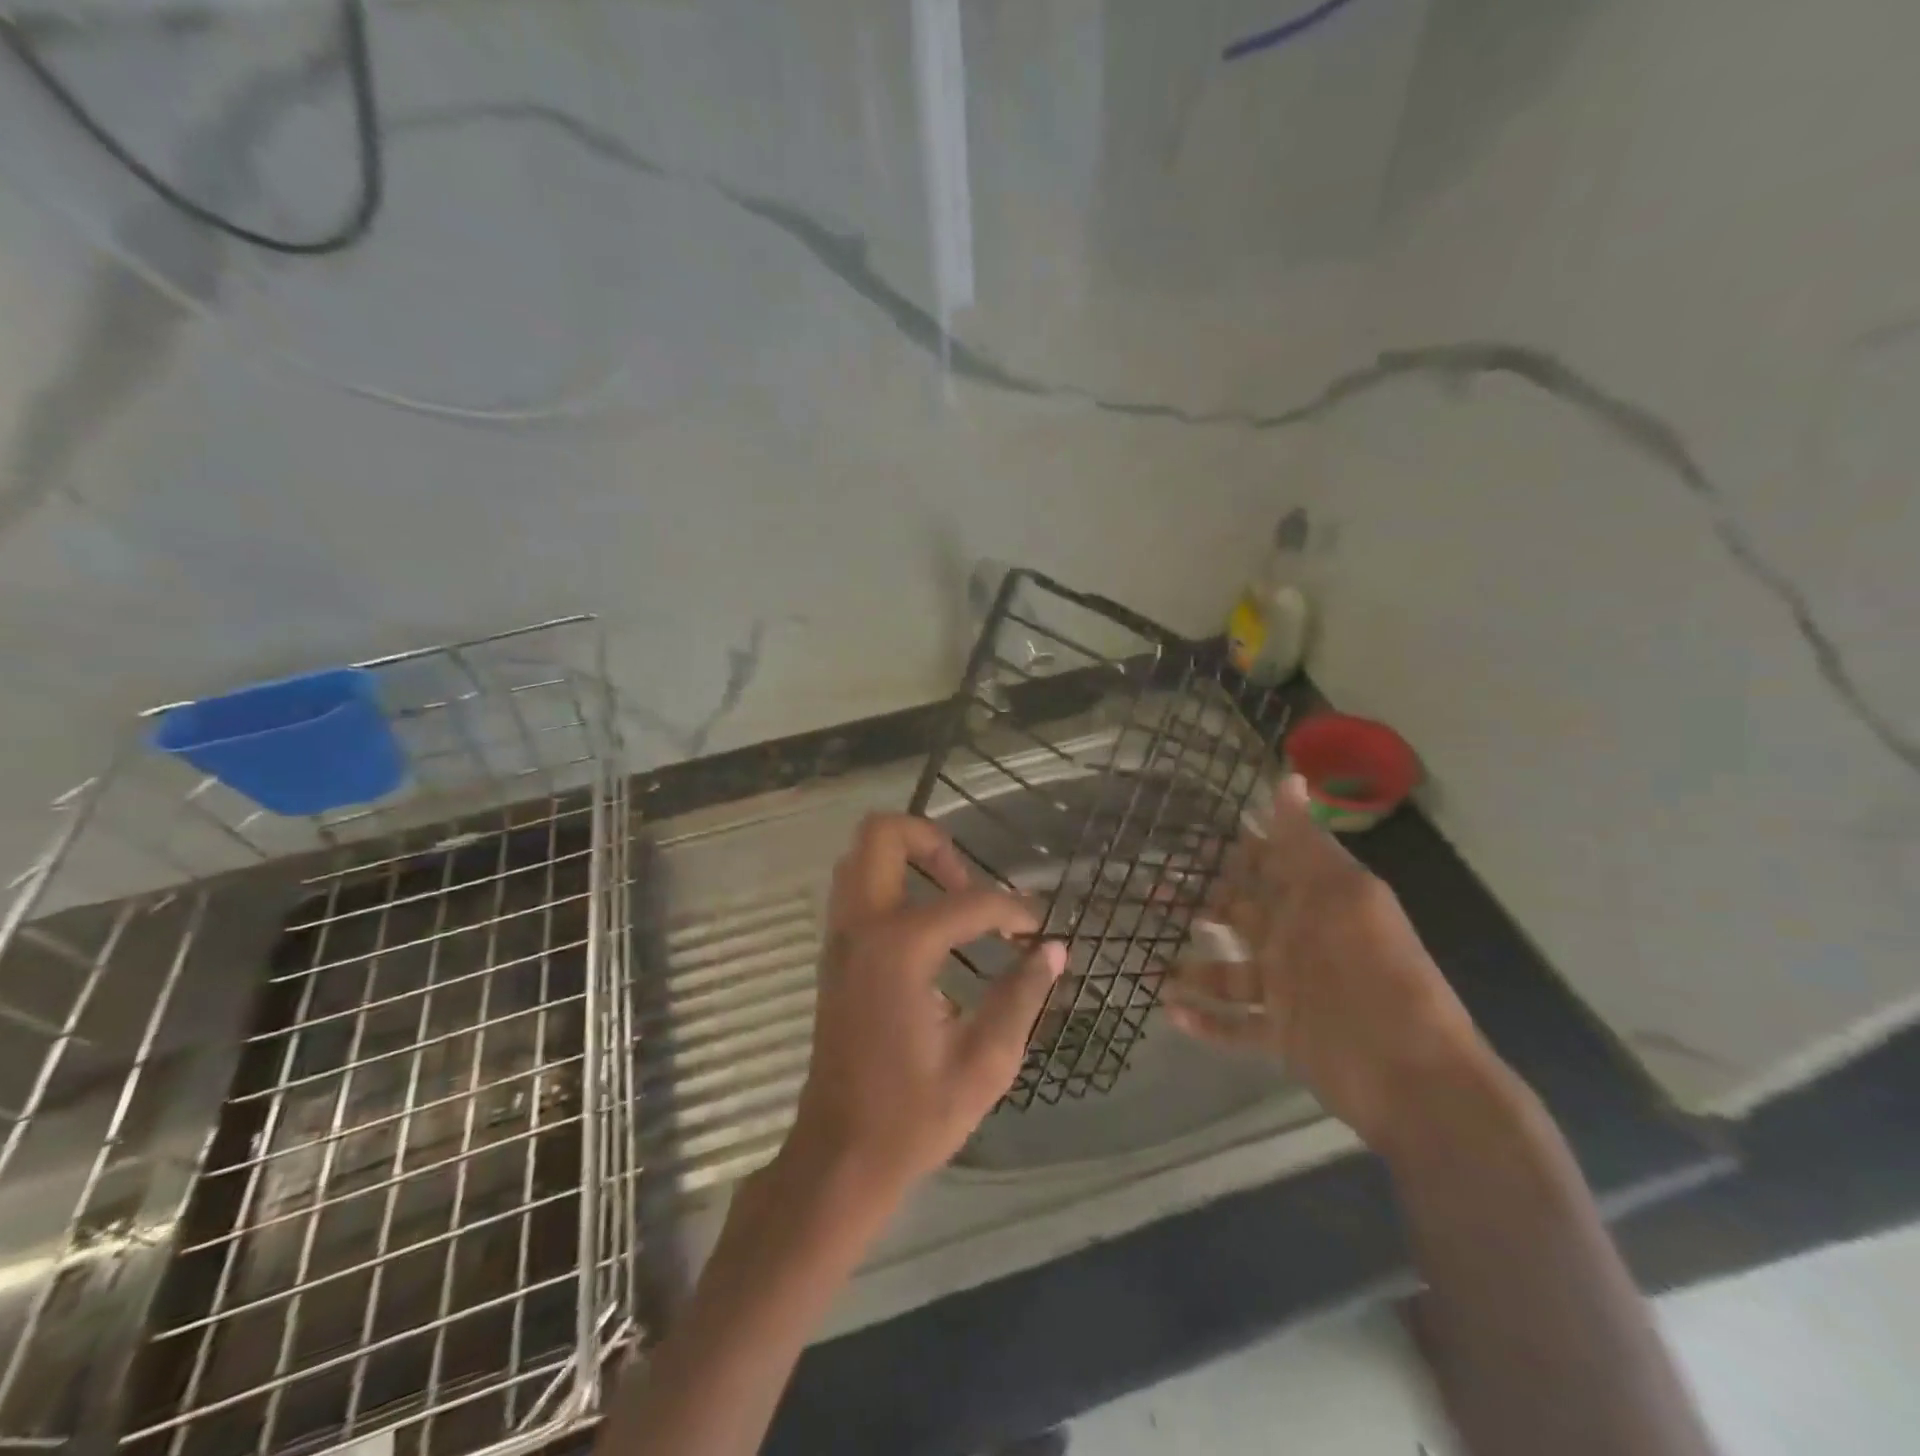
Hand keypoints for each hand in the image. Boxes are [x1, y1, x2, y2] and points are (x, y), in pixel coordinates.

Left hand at [784, 813, 1066, 1202]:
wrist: (840, 1155)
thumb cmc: (913, 1116)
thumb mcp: (985, 1062)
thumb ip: (1022, 997)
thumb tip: (1054, 951)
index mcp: (900, 949)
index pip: (970, 902)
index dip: (1013, 909)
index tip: (1037, 930)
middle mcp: (862, 927)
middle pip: (883, 834)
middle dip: (934, 842)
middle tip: (970, 884)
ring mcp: (839, 937)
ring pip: (861, 855)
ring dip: (908, 858)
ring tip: (952, 899)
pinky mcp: (833, 953)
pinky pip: (856, 887)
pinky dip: (890, 882)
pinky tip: (927, 927)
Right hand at [1166, 776, 1487, 1150]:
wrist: (1416, 1078)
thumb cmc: (1376, 975)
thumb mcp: (1344, 897)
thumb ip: (1308, 844)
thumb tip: (1287, 778)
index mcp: (1314, 903)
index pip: (1267, 865)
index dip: (1232, 848)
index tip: (1186, 835)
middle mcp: (1296, 941)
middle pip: (1237, 914)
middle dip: (1196, 901)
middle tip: (1149, 891)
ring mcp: (1288, 991)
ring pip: (1227, 973)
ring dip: (1191, 969)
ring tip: (1150, 964)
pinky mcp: (1283, 1037)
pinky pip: (1235, 1026)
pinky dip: (1205, 1021)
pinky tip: (1169, 1012)